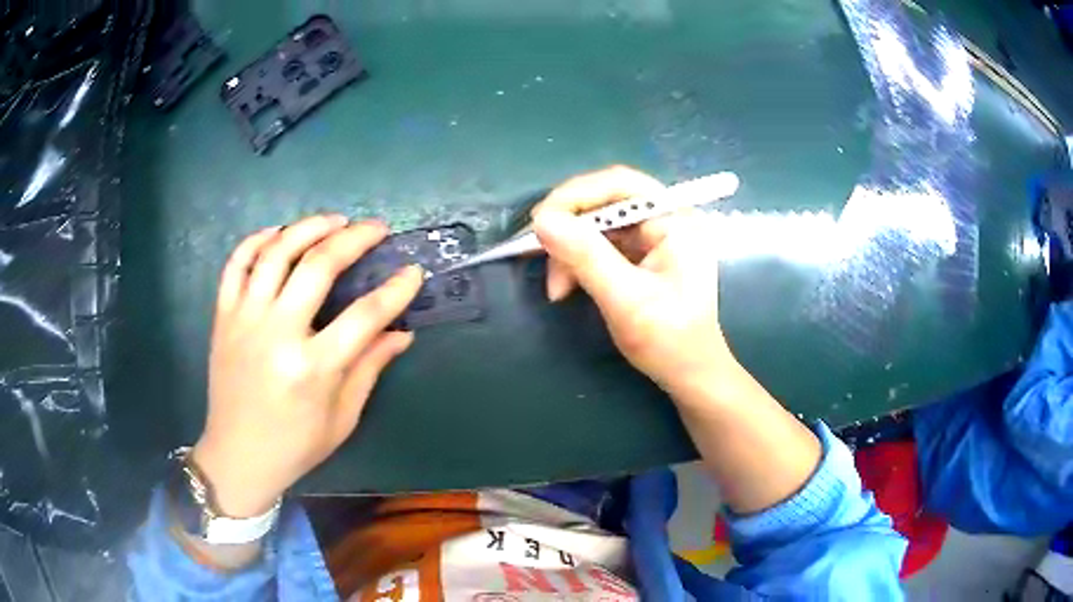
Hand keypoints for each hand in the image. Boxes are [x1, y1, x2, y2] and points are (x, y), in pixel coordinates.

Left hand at [192, 215, 422, 517]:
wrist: (238, 456)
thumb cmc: (295, 445)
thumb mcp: (342, 417)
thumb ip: (369, 368)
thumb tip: (402, 333)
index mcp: (312, 368)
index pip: (365, 315)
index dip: (396, 290)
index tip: (413, 272)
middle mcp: (277, 334)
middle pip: (318, 266)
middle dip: (354, 238)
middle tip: (376, 228)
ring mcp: (245, 320)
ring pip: (276, 253)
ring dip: (308, 227)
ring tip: (333, 220)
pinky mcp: (223, 317)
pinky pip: (236, 264)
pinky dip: (257, 240)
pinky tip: (278, 233)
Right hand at [531, 166, 739, 394]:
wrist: (689, 374)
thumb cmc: (669, 340)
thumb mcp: (626, 299)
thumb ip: (586, 257)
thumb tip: (542, 221)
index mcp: (676, 220)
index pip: (620, 184)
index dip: (576, 195)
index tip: (541, 220)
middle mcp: (665, 219)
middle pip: (605, 202)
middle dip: (569, 230)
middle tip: (540, 253)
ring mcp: (652, 237)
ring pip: (596, 225)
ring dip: (568, 252)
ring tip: (556, 289)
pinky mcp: (639, 255)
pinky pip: (599, 245)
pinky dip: (577, 263)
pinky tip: (566, 287)